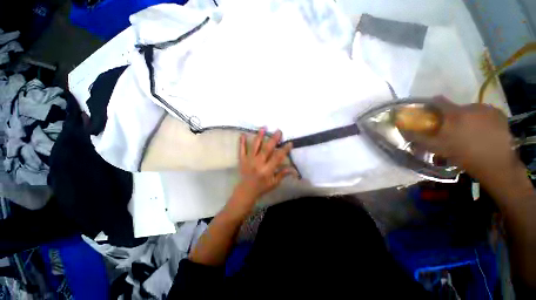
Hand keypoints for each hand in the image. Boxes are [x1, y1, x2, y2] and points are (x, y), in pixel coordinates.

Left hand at [235, 128, 296, 203]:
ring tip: (263, 128)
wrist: (246, 191)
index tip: (289, 143)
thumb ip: (282, 174)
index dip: (284, 150)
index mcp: (267, 170)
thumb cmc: (262, 187)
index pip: (277, 158)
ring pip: (254, 147)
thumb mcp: (274, 183)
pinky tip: (242, 134)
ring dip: (259, 137)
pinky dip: (241, 142)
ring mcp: (249, 160)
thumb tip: (293, 169)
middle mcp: (258, 163)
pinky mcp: (242, 160)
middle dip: (273, 139)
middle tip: (278, 131)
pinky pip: (241, 150)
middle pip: (266, 149)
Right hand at [408, 97, 524, 188]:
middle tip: (453, 129)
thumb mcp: (436, 148)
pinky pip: (485, 113)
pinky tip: (483, 131)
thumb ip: (418, 137)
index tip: (430, 112)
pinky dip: (482, 119)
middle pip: (456, 107)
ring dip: (468, 118)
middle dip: (452, 116)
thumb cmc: (463, 155)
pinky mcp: (499, 114)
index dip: (431, 105)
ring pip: (472, 110)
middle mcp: (471, 107)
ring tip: (469, 132)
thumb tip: (403, 130)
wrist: (495, 163)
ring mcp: (487, 109)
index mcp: (454, 114)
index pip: (438, 101)